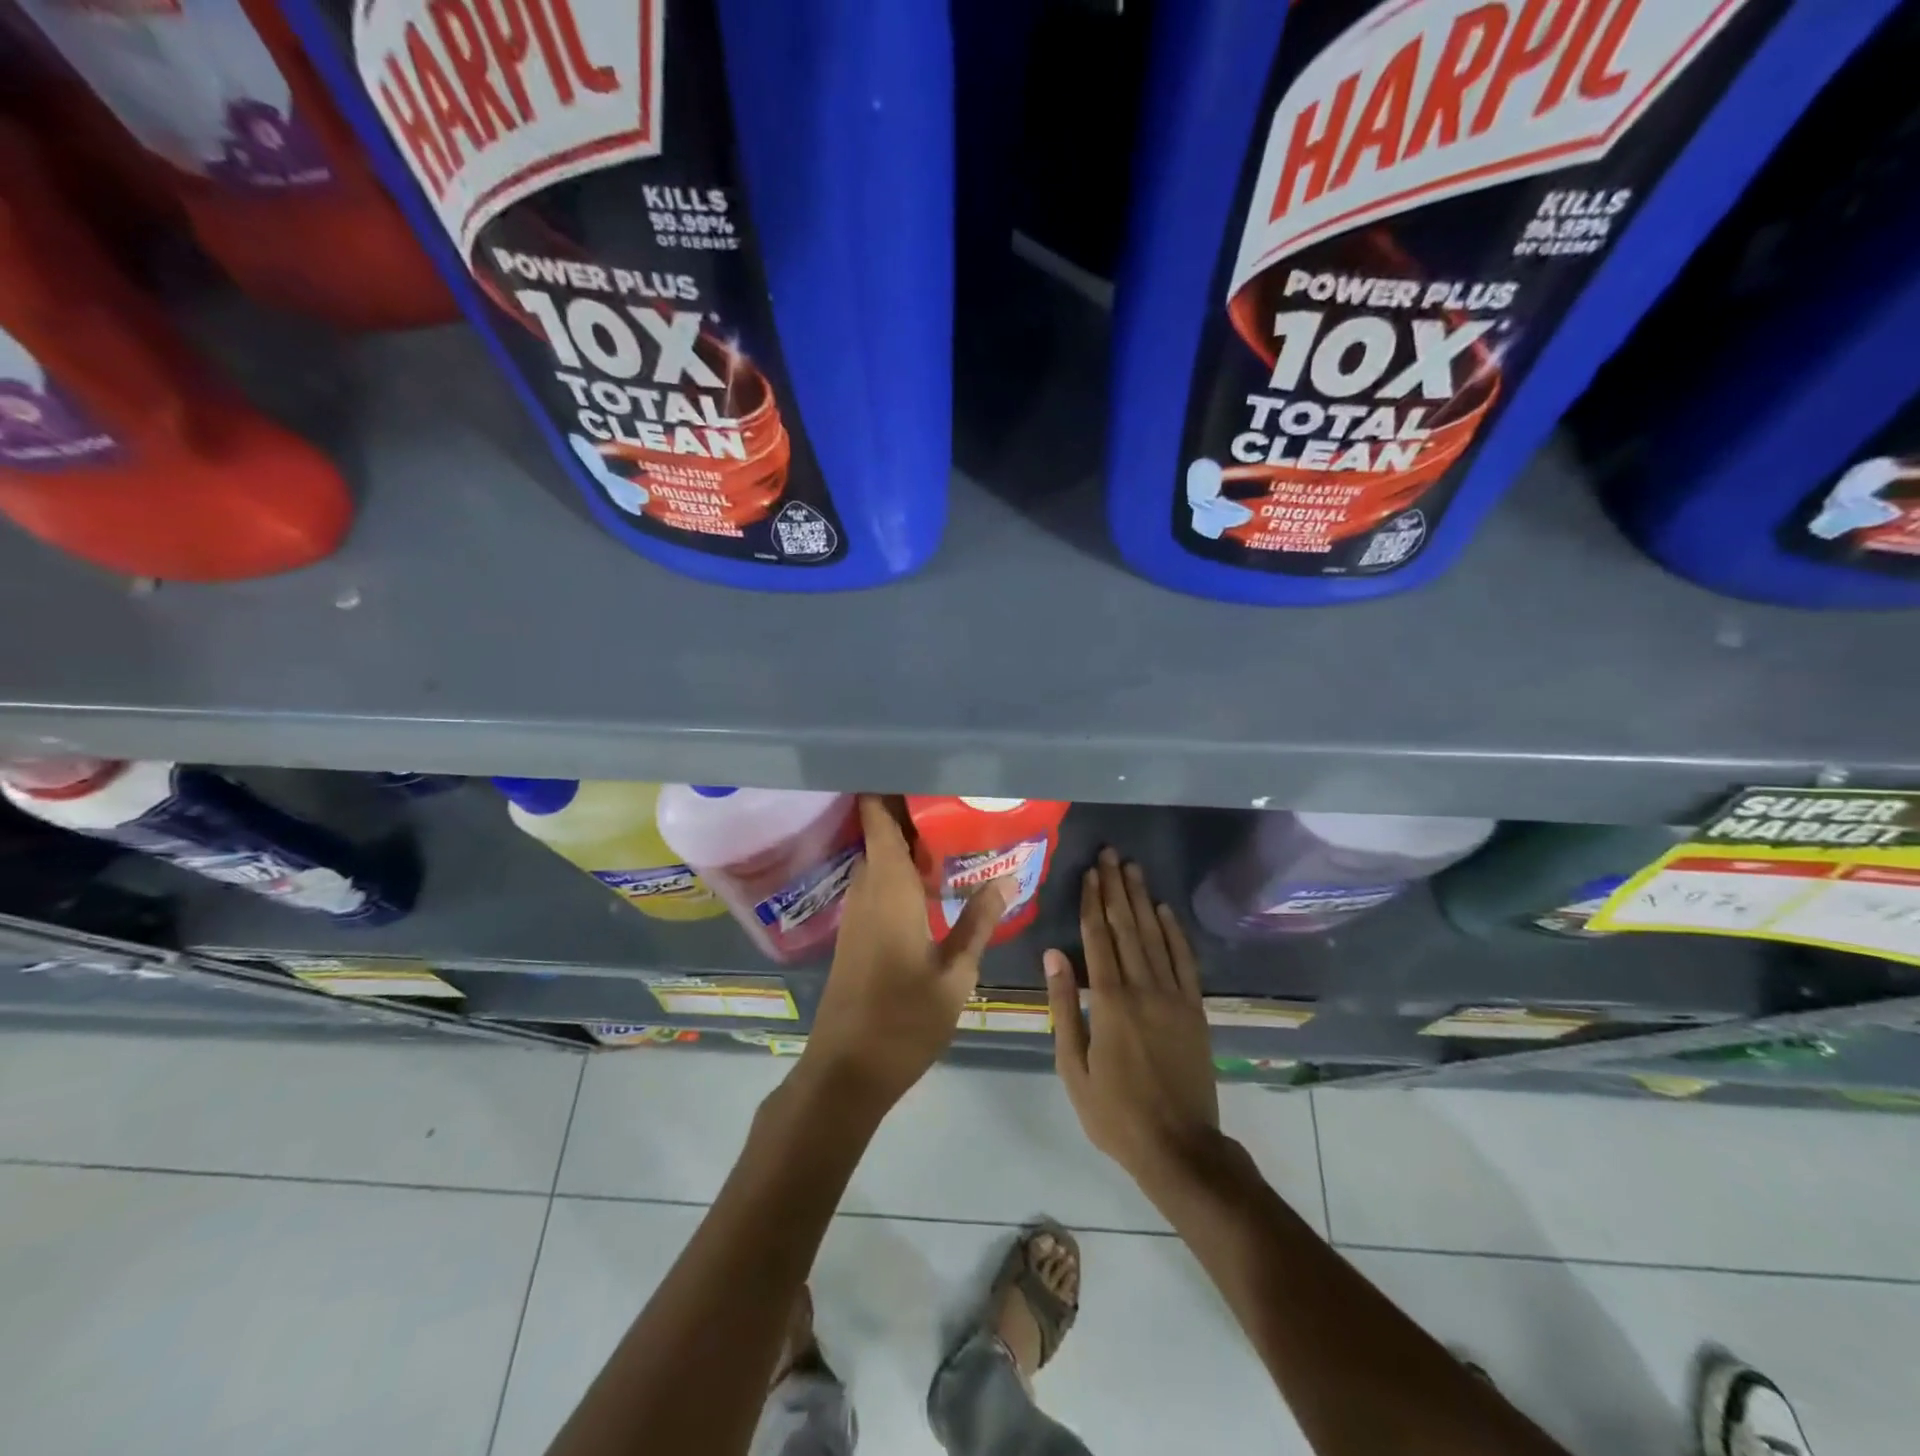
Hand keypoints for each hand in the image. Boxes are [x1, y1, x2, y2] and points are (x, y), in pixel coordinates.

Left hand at [801, 796, 1010, 1114]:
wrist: (846, 1071)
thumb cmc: (904, 1019)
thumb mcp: (955, 973)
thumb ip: (979, 921)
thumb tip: (1005, 877)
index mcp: (889, 888)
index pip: (878, 818)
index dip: (888, 788)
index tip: (919, 768)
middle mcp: (866, 889)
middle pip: (880, 833)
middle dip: (910, 812)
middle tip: (955, 798)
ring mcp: (856, 912)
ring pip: (878, 858)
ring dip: (906, 842)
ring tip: (952, 830)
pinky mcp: (855, 932)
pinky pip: (877, 882)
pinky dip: (900, 870)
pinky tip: (932, 880)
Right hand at [1046, 849, 1220, 1193]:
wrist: (1179, 1147)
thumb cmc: (1114, 1113)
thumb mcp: (1073, 1066)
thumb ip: (1063, 1006)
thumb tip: (1052, 955)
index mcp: (1108, 1002)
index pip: (1097, 938)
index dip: (1092, 902)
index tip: (1089, 872)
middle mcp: (1142, 988)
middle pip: (1127, 927)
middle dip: (1116, 888)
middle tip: (1111, 854)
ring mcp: (1173, 997)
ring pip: (1155, 936)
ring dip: (1142, 900)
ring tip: (1133, 869)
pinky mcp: (1195, 1009)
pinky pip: (1184, 961)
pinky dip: (1174, 932)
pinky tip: (1165, 910)